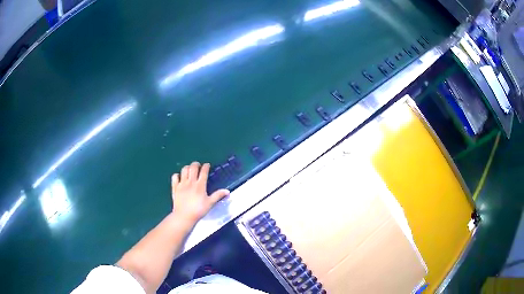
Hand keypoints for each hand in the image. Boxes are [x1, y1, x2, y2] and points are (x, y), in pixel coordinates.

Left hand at [171, 162, 229, 224]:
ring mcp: (182, 184)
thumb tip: (227, 191)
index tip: (207, 165)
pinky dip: (177, 175)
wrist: (184, 216)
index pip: (203, 171)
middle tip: (198, 166)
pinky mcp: (175, 187)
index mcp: (200, 185)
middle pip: (193, 167)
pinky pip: (175, 176)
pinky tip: (179, 177)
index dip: (206, 166)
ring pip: (184, 170)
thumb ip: (218, 195)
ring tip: (190, 170)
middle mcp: (191, 182)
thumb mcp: (210, 203)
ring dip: (187, 167)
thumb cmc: (198, 210)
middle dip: (196, 164)